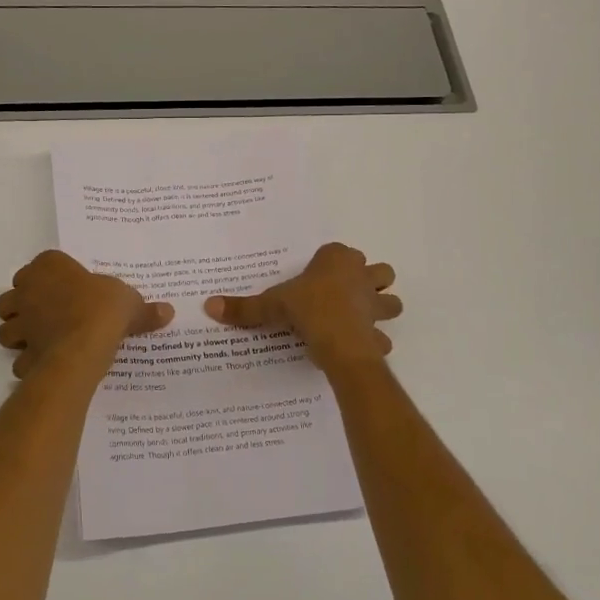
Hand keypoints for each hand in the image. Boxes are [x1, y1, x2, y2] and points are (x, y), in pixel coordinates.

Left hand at [0, 250, 172, 379]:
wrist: (84, 345)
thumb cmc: (104, 309)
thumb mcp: (130, 302)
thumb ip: (144, 309)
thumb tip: (168, 312)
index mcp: (49, 266)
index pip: (40, 265)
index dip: (49, 278)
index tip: (65, 289)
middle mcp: (27, 290)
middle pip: (13, 296)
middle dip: (24, 306)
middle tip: (47, 315)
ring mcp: (21, 322)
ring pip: (6, 328)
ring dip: (19, 335)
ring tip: (41, 341)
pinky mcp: (22, 352)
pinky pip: (20, 359)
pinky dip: (29, 364)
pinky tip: (47, 366)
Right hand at [204, 242, 401, 373]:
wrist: (339, 342)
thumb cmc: (307, 309)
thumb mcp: (271, 305)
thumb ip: (244, 307)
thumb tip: (209, 306)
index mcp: (337, 260)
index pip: (338, 252)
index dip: (330, 263)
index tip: (316, 277)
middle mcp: (361, 276)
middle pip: (379, 271)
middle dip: (369, 280)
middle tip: (347, 294)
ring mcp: (375, 305)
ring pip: (391, 301)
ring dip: (381, 308)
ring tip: (360, 319)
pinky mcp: (379, 332)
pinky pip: (382, 336)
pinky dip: (374, 341)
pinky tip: (358, 347)